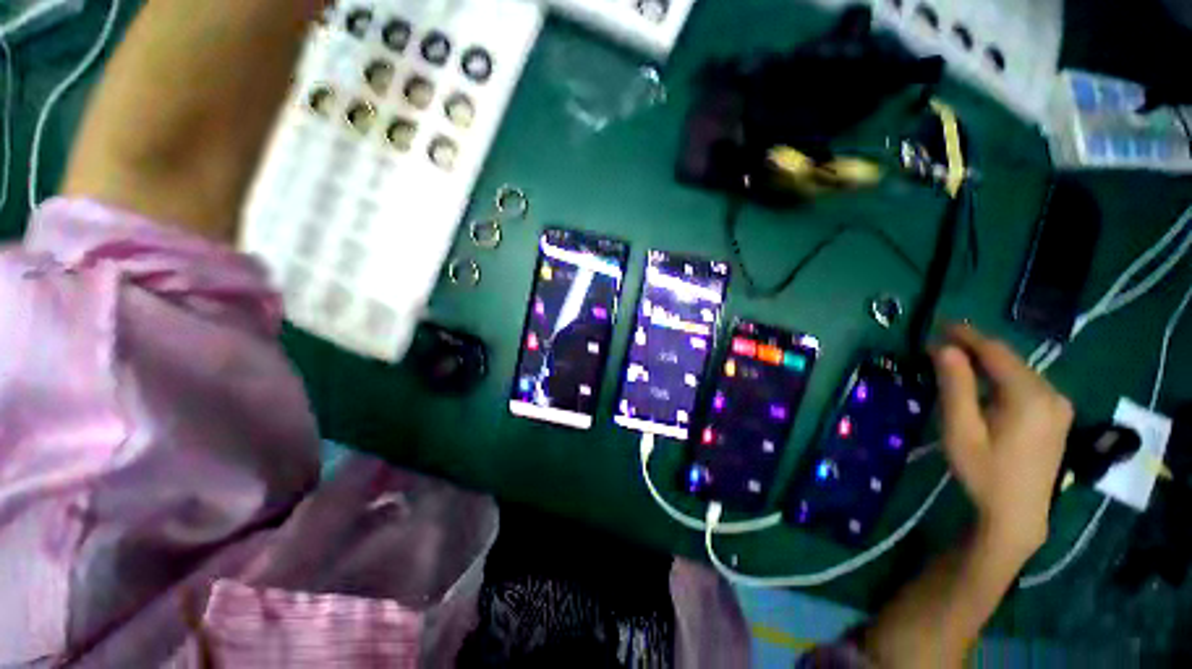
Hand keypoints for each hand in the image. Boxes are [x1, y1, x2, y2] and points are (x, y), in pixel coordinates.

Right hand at [931, 325, 1073, 559]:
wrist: (1018, 514)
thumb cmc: (984, 472)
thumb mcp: (961, 430)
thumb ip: (955, 386)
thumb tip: (943, 348)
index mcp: (1030, 396)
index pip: (996, 352)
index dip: (967, 335)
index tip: (939, 324)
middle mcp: (1051, 394)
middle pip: (1010, 360)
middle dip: (975, 347)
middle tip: (941, 341)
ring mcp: (1059, 405)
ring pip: (1019, 371)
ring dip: (988, 362)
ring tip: (956, 358)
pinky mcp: (1057, 416)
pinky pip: (1027, 384)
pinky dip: (1001, 376)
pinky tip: (984, 382)